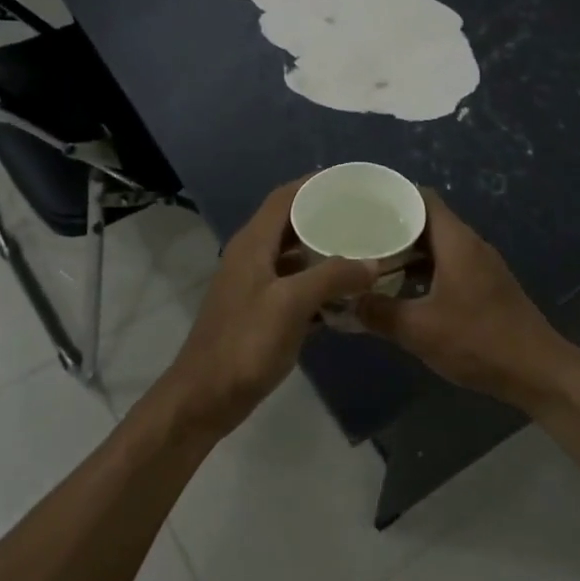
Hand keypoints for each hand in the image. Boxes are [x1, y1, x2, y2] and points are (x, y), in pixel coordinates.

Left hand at [156, 181, 376, 438]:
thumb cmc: (245, 345)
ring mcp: (256, 287)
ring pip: (296, 257)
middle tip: (367, 216)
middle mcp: (253, 258)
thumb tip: (373, 263)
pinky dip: (321, 285)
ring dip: (326, 252)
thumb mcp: (291, 304)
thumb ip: (332, 277)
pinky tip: (349, 294)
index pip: (285, 198)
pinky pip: (297, 287)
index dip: (316, 184)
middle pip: (292, 224)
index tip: (353, 182)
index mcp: (253, 244)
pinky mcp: (262, 313)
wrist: (205, 398)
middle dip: (327, 217)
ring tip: (365, 250)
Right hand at [356, 191, 579, 409]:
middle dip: (392, 228)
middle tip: (356, 237)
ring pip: (437, 248)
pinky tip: (400, 292)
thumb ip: (379, 313)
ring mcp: (481, 267)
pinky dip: (422, 272)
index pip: (422, 198)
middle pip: (427, 222)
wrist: (537, 371)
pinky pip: (447, 267)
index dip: (392, 196)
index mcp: (457, 241)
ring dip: (406, 254)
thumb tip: (347, 302)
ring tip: (370, 263)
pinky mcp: (485, 288)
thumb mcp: (419, 329)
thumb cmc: (478, 341)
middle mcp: (470, 245)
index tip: (360, 205)